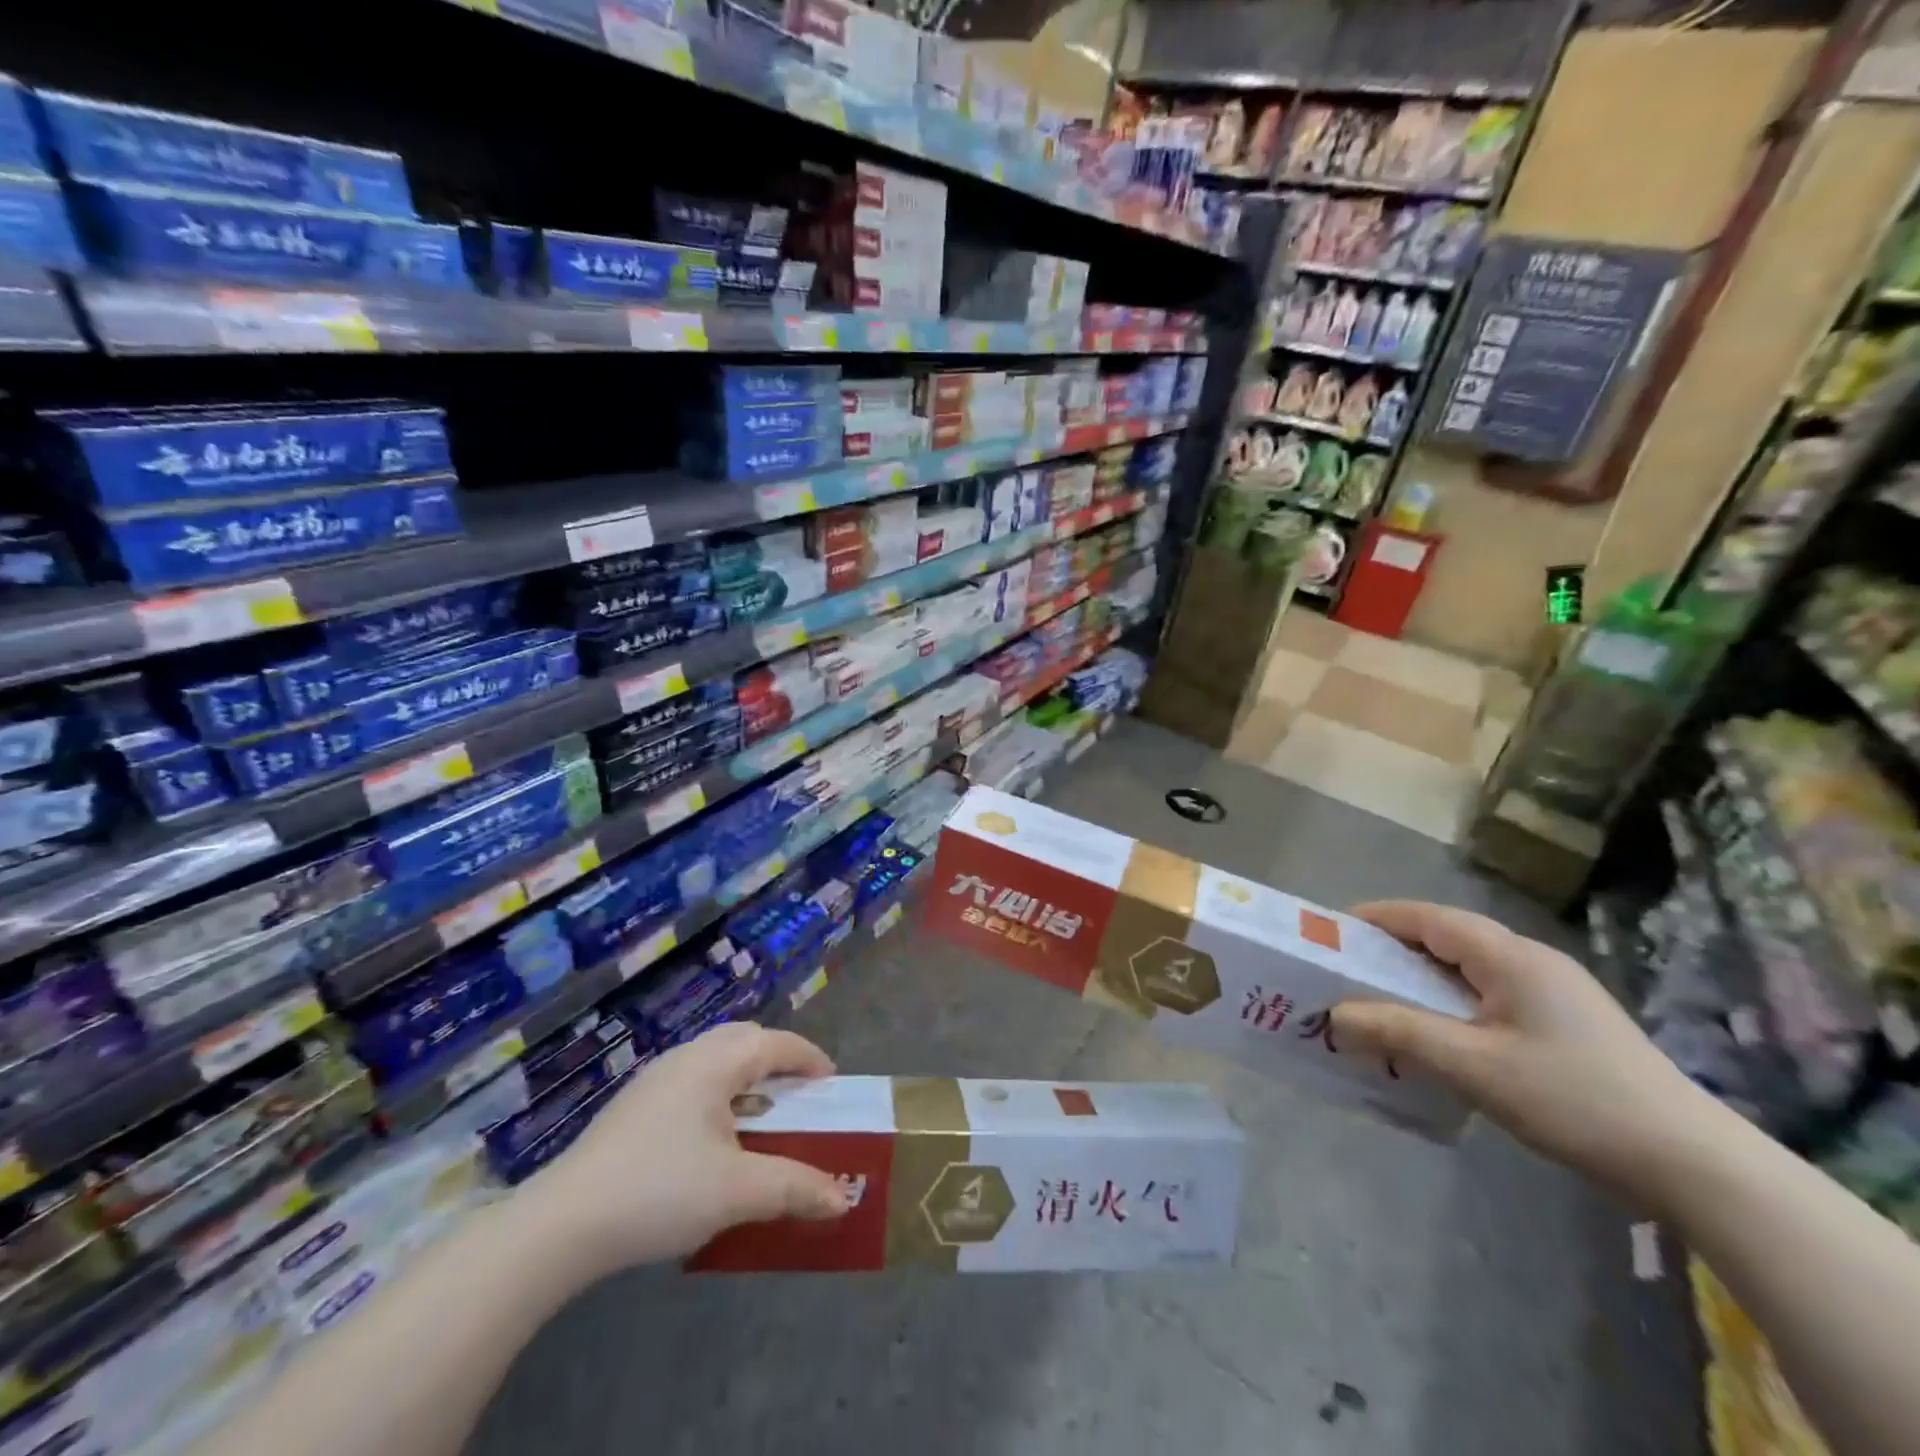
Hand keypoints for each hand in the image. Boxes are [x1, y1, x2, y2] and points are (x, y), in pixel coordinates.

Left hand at [530, 1022, 850, 1270]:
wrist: (561, 1224)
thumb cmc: (659, 1191)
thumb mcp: (737, 1191)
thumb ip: (794, 1188)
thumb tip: (843, 1198)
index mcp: (715, 1062)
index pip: (775, 1043)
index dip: (808, 1058)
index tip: (832, 1082)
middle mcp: (686, 1058)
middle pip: (744, 1040)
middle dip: (778, 1061)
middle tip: (799, 1094)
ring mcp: (654, 1081)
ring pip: (715, 1061)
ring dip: (746, 1079)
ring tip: (761, 1116)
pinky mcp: (634, 1108)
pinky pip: (692, 1083)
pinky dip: (719, 1095)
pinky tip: (713, 1140)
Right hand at [1333, 900, 1715, 1202]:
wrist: (1695, 1165)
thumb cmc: (1575, 1100)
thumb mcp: (1474, 1066)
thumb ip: (1399, 1033)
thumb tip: (1335, 1015)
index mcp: (1509, 956)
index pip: (1428, 917)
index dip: (1376, 918)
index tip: (1331, 932)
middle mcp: (1531, 961)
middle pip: (1446, 939)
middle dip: (1392, 950)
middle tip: (1346, 973)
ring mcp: (1554, 992)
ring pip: (1468, 969)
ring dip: (1420, 981)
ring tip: (1380, 1004)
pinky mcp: (1566, 1023)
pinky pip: (1489, 996)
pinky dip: (1450, 1004)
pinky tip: (1438, 1036)